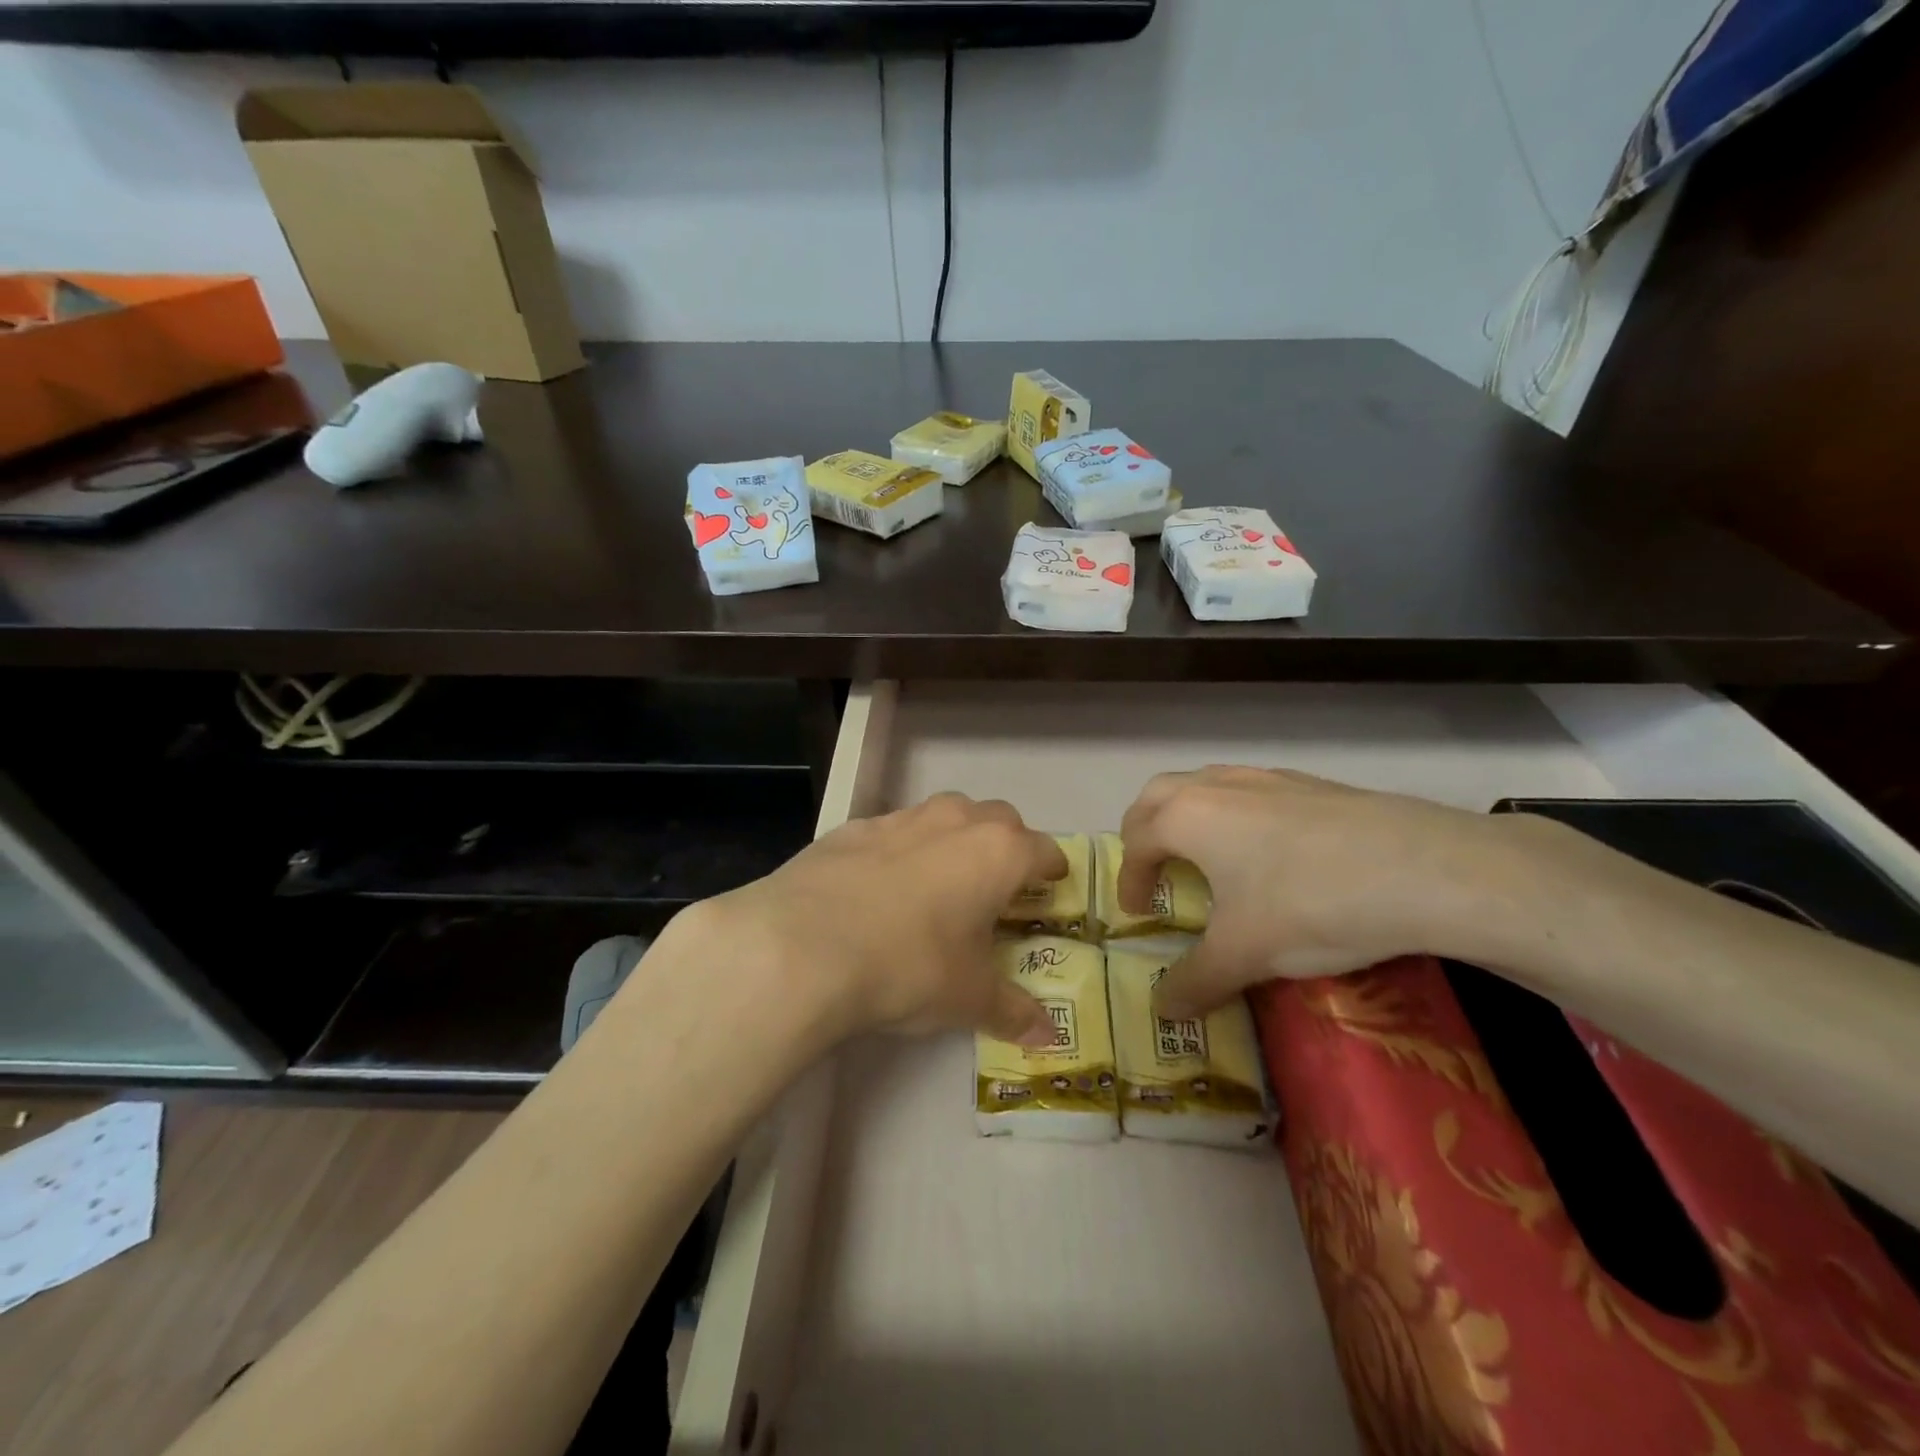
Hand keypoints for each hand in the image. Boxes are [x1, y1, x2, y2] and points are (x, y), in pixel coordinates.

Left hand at [674, 792, 1067, 1047]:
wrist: (803, 944)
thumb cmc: (909, 966)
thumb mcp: (968, 998)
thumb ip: (1014, 1011)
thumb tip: (1048, 1037)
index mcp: (998, 852)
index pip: (1044, 850)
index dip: (1052, 872)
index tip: (1049, 891)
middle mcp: (955, 821)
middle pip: (999, 820)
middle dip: (1005, 847)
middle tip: (996, 891)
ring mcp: (901, 818)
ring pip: (944, 816)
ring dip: (953, 842)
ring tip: (939, 887)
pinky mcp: (853, 827)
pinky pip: (893, 831)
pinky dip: (901, 851)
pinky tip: (880, 890)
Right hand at [1119, 767, 1532, 1016]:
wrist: (1426, 868)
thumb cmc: (1309, 904)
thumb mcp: (1244, 954)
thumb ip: (1195, 982)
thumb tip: (1163, 1011)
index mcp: (1186, 816)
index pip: (1137, 842)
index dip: (1129, 879)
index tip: (1136, 912)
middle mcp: (1218, 786)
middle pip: (1159, 795)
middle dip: (1146, 831)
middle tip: (1154, 868)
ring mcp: (1268, 777)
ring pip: (1207, 785)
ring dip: (1191, 816)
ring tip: (1208, 858)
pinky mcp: (1312, 784)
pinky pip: (1253, 792)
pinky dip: (1237, 816)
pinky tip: (1272, 853)